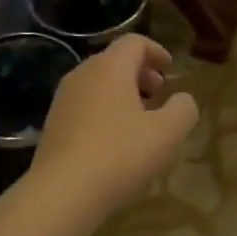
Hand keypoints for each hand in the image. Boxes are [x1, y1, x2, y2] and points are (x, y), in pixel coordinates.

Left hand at [26, 35, 199, 227]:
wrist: (62, 193)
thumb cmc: (120, 155)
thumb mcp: (166, 134)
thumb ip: (182, 110)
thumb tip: (183, 99)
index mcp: (109, 68)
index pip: (134, 42)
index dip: (156, 51)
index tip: (170, 68)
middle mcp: (82, 75)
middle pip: (113, 61)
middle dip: (139, 73)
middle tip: (158, 92)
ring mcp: (63, 100)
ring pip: (97, 85)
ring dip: (121, 94)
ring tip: (140, 119)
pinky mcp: (53, 126)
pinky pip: (84, 106)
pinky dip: (104, 111)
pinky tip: (115, 141)